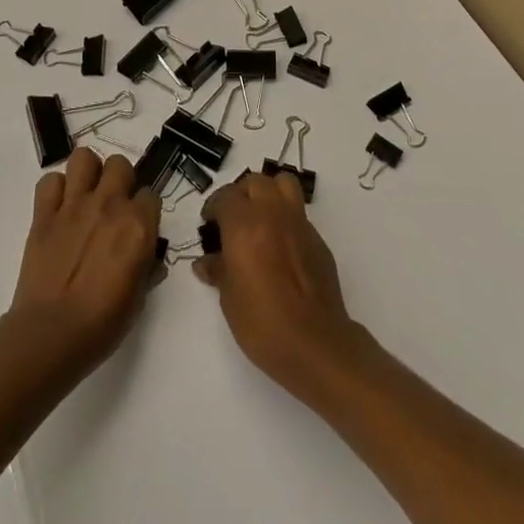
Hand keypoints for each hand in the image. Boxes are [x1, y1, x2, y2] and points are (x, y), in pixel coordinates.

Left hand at [3, 146, 161, 383]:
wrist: (50, 334)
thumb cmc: (102, 324)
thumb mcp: (139, 299)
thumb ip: (147, 268)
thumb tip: (150, 259)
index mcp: (138, 225)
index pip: (151, 195)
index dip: (145, 210)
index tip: (139, 226)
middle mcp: (109, 205)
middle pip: (120, 164)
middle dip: (120, 180)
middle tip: (113, 205)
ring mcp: (74, 205)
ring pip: (84, 158)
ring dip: (88, 172)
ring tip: (86, 195)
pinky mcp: (44, 214)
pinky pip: (49, 181)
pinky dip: (55, 189)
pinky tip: (59, 208)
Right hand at [195, 171, 366, 398]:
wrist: (314, 342)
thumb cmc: (262, 322)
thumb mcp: (229, 298)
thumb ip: (218, 270)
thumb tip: (206, 262)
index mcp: (245, 224)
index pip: (226, 197)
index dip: (214, 207)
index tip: (209, 224)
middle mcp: (273, 213)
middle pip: (255, 182)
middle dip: (240, 194)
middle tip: (231, 219)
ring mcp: (299, 223)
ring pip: (282, 184)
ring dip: (267, 192)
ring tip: (258, 217)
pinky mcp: (317, 238)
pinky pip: (298, 211)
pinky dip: (285, 215)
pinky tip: (278, 244)